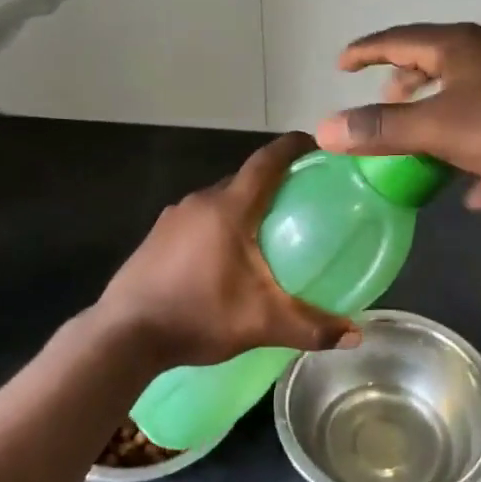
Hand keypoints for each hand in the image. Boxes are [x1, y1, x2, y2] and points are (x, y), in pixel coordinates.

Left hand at [96, 134, 361, 368]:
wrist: (124, 335)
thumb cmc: (198, 315)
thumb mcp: (261, 323)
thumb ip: (311, 327)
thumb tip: (356, 334)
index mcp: (229, 208)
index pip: (267, 161)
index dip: (293, 147)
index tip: (317, 146)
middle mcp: (200, 201)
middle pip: (244, 179)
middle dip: (273, 182)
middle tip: (302, 200)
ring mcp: (173, 217)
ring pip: (219, 200)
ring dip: (244, 206)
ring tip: (268, 231)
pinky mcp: (156, 236)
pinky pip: (198, 218)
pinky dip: (219, 224)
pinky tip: (226, 257)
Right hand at [313, 23, 480, 210]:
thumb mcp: (440, 128)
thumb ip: (382, 130)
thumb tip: (324, 129)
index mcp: (457, 47)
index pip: (397, 39)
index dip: (365, 52)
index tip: (341, 65)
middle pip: (433, 63)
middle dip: (404, 86)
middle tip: (384, 104)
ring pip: (465, 96)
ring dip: (439, 119)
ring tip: (421, 147)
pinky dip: (479, 153)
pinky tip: (477, 192)